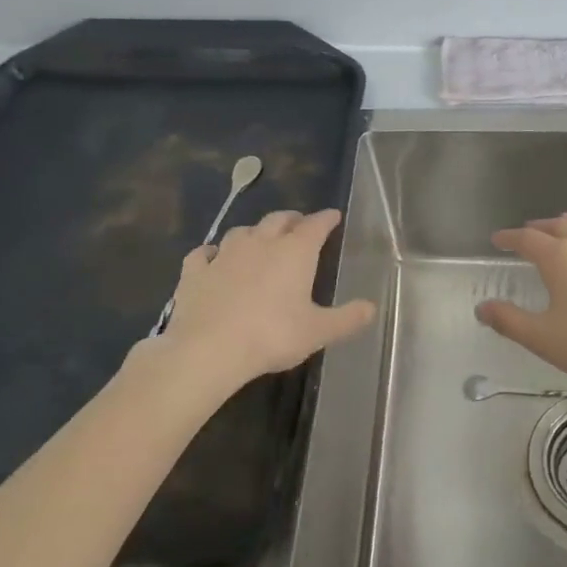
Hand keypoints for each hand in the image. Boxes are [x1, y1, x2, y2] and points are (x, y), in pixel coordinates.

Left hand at [157, 209, 376, 390]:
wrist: (208, 349)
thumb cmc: (272, 336)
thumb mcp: (318, 331)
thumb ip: (347, 318)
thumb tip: (371, 308)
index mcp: (295, 252)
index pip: (315, 225)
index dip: (326, 219)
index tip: (333, 216)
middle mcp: (260, 243)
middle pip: (278, 220)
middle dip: (292, 219)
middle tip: (299, 224)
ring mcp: (224, 255)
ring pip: (242, 231)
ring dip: (255, 232)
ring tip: (260, 240)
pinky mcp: (195, 272)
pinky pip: (204, 253)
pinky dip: (212, 253)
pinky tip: (213, 258)